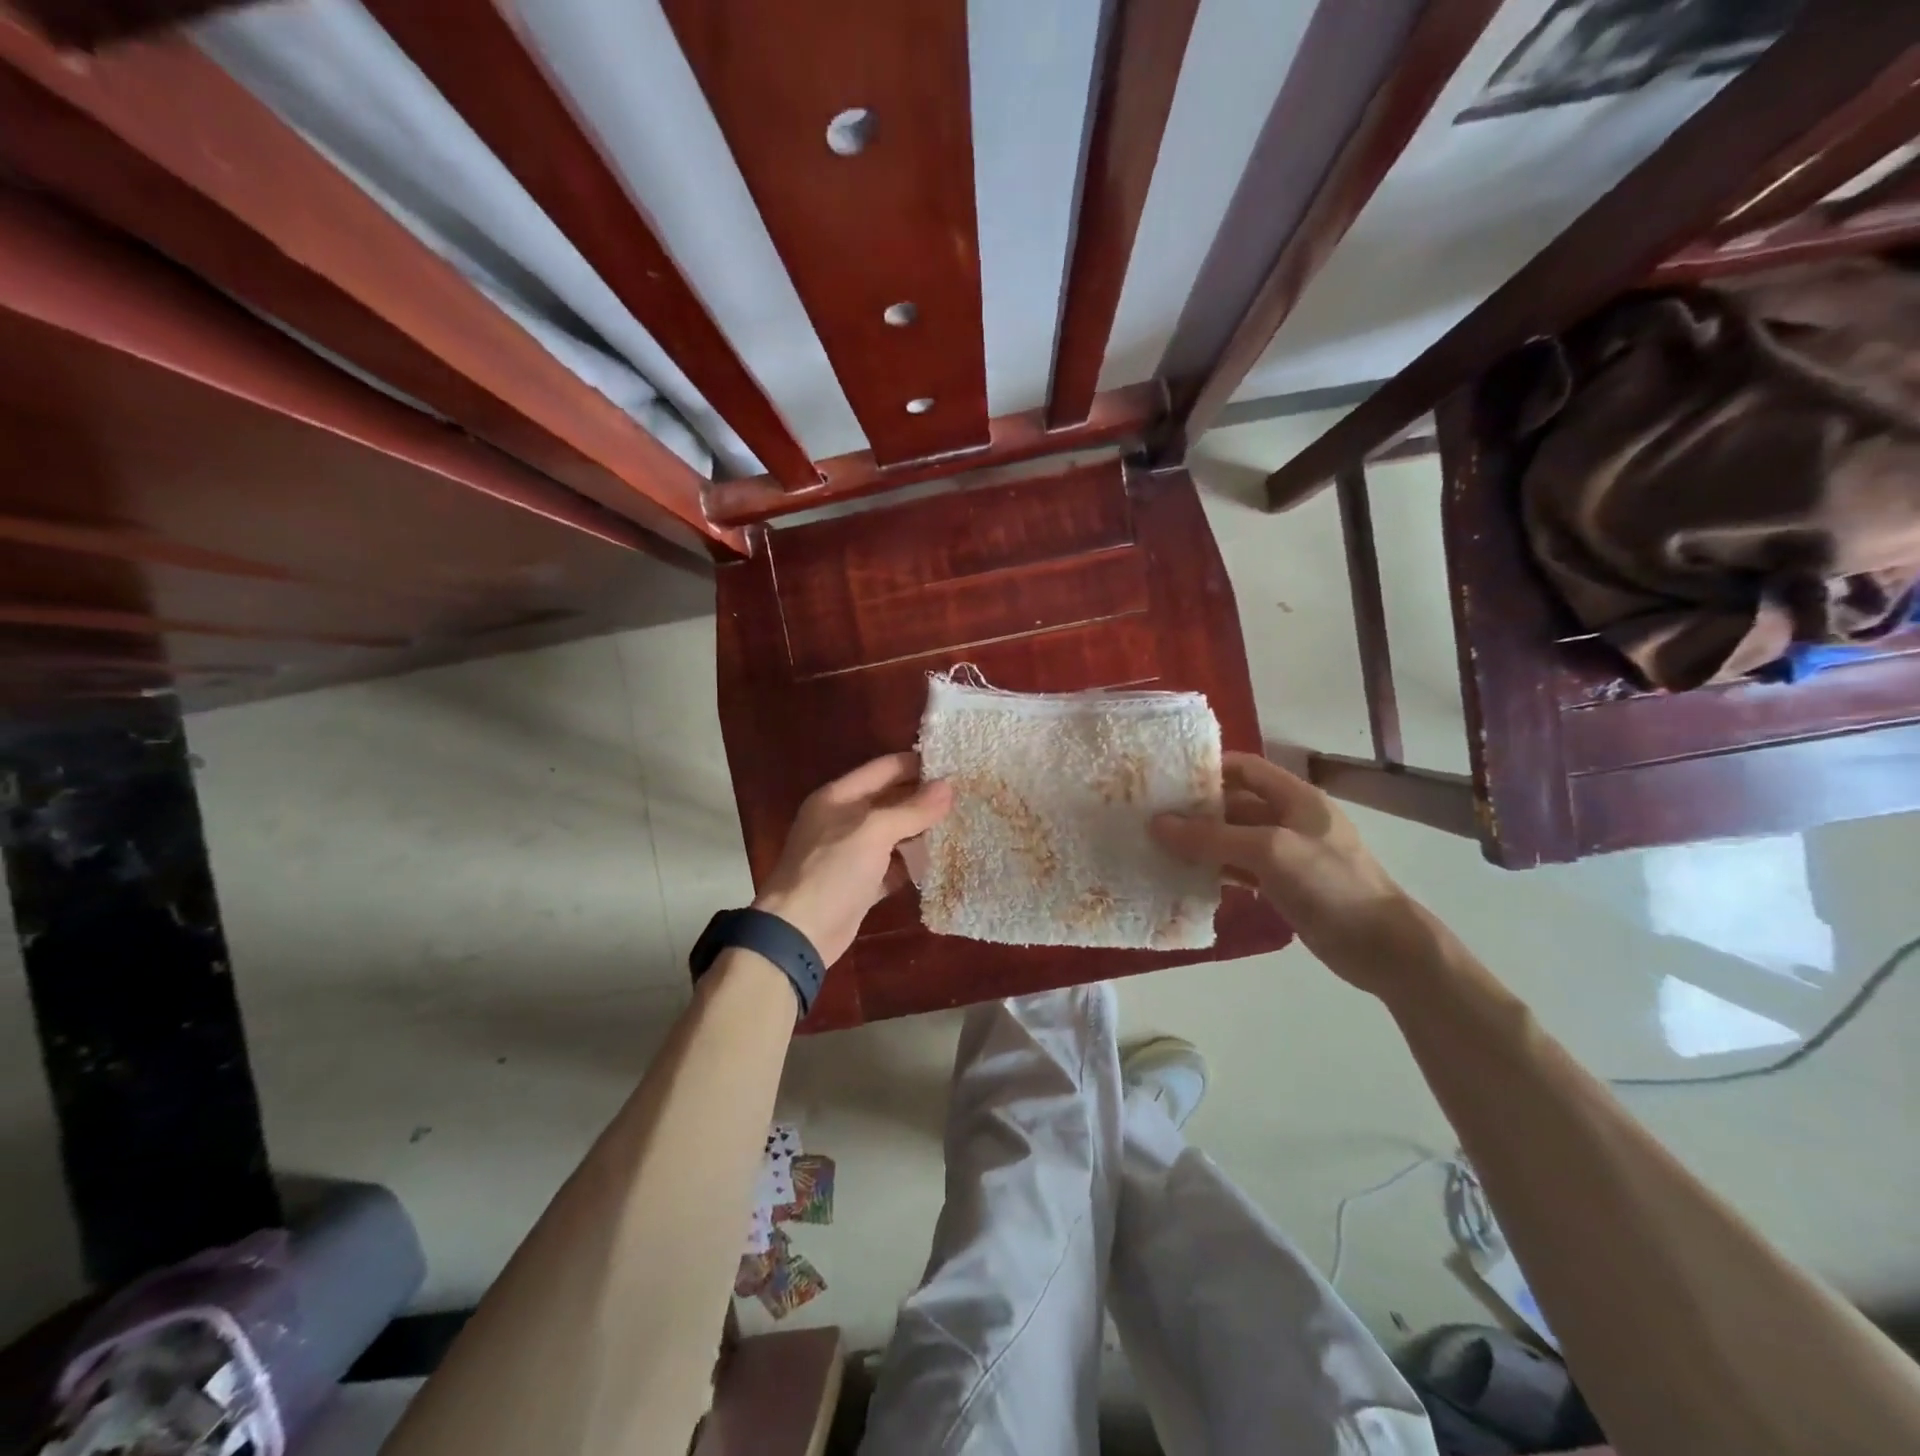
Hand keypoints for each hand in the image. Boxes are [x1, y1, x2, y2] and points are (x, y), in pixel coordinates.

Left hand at [753, 752, 953, 966]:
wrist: (799, 933)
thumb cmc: (832, 871)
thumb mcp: (873, 832)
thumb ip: (912, 809)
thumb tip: (948, 787)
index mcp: (839, 796)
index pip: (884, 768)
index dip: (917, 764)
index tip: (955, 765)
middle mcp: (843, 819)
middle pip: (891, 800)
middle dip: (924, 798)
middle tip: (965, 795)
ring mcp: (851, 853)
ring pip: (894, 833)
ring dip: (922, 830)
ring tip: (961, 824)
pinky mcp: (860, 883)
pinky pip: (893, 865)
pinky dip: (913, 863)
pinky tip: (941, 861)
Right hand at [1150, 751, 1421, 990]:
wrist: (1382, 947)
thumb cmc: (1330, 884)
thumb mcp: (1269, 851)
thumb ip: (1212, 837)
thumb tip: (1157, 824)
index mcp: (1295, 797)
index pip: (1245, 768)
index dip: (1208, 769)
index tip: (1166, 780)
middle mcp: (1289, 819)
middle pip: (1234, 803)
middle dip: (1196, 809)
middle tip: (1150, 816)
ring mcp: (1286, 854)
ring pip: (1234, 838)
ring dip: (1201, 841)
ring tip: (1157, 845)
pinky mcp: (1283, 886)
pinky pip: (1240, 868)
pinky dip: (1214, 869)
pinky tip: (1184, 876)